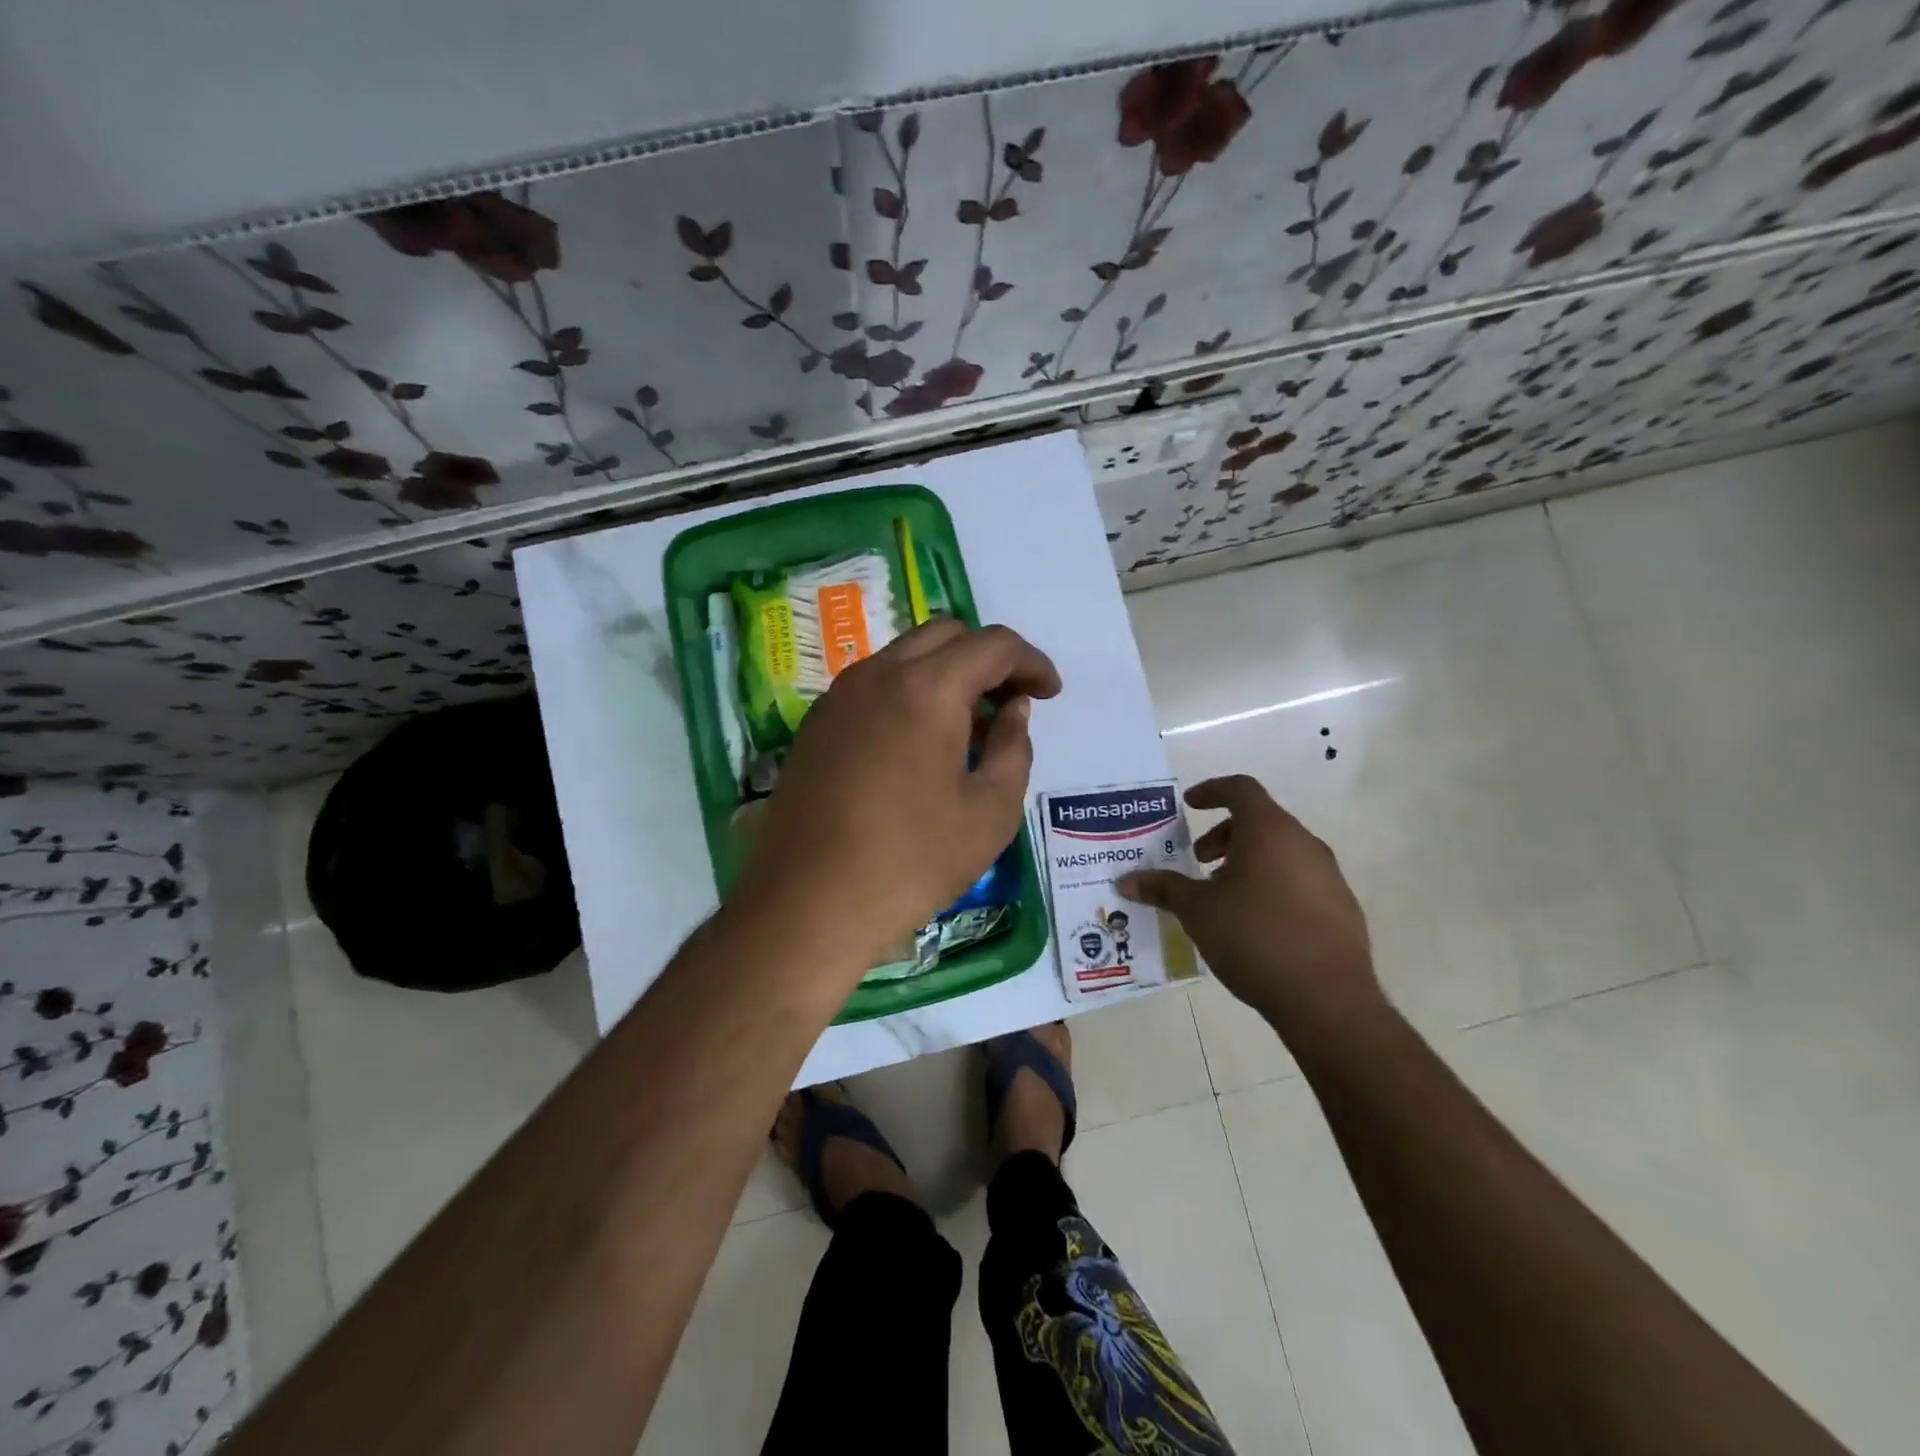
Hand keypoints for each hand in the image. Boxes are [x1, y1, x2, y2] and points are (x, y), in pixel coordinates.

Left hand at [730, 619, 1061, 976]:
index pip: (993, 645)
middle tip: (1009, 704)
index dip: (1032, 662)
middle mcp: (878, 674)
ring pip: (905, 656)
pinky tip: (918, 745)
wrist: (808, 903)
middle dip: (988, 659)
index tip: (1049, 694)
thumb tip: (1012, 709)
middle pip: (946, 635)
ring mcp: (839, 696)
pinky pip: (874, 685)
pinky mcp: (816, 724)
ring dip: (946, 674)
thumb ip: (1014, 747)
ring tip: (967, 729)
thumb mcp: (990, 812)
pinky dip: (909, 693)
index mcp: (927, 688)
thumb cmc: (912, 861)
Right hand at [1117, 775, 1384, 1035]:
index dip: (1212, 791)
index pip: (1241, 789)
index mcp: (1269, 831)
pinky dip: (1272, 885)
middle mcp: (1304, 844)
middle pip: (1261, 821)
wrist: (1327, 999)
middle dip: (1224, 835)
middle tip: (1199, 860)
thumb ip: (1163, 889)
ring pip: (1281, 852)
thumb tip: (1127, 881)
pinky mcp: (1342, 908)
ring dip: (1248, 862)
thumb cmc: (1254, 938)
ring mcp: (1329, 876)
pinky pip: (1300, 881)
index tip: (1189, 804)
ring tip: (1223, 896)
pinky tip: (1255, 924)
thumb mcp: (1197, 911)